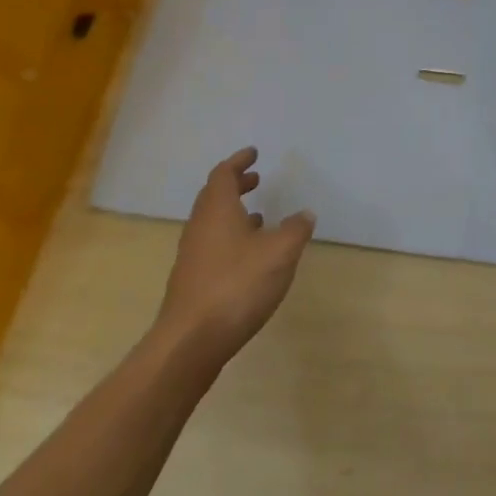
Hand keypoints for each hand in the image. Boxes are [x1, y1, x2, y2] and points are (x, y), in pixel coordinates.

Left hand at [155, 148, 314, 367]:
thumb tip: (304, 214)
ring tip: (258, 216)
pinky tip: (249, 256)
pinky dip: (231, 238)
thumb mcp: (279, 253)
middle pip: (214, 196)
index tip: (253, 154)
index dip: (238, 162)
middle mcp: (199, 226)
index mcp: (216, 210)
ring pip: (212, 222)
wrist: (191, 341)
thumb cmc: (237, 286)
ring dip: (233, 213)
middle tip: (256, 179)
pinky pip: (212, 245)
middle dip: (235, 185)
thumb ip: (295, 229)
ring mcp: (192, 255)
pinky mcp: (192, 280)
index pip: (223, 174)